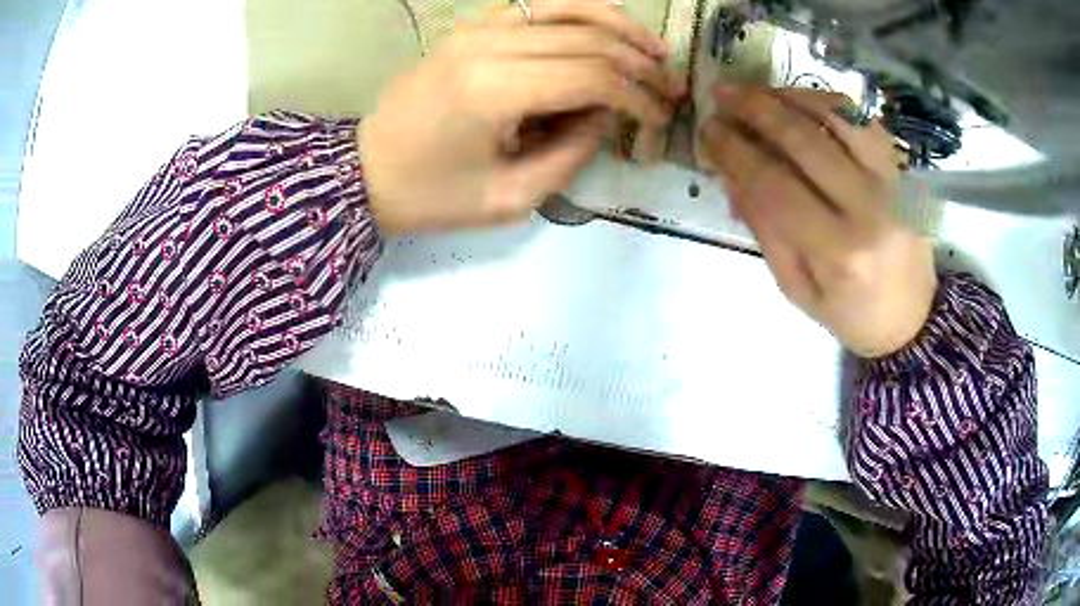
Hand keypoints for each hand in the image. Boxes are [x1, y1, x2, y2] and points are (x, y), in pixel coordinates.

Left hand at [361, 0, 682, 232]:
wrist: (366, 170)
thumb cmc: (432, 196)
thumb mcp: (510, 198)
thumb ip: (571, 153)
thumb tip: (608, 114)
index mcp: (494, 90)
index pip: (592, 76)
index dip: (637, 96)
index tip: (660, 119)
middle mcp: (489, 45)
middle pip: (588, 40)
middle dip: (640, 64)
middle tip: (671, 89)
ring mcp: (478, 28)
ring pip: (569, 8)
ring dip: (620, 26)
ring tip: (654, 50)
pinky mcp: (472, 27)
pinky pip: (539, 5)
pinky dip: (581, 10)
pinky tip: (609, 26)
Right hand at [696, 86, 936, 357]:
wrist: (913, 318)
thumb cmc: (851, 313)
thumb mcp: (798, 289)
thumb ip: (766, 230)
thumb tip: (732, 174)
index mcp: (837, 251)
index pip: (774, 184)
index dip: (735, 151)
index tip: (708, 130)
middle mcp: (868, 208)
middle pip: (804, 138)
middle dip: (755, 109)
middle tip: (722, 94)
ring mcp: (891, 182)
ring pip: (836, 116)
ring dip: (788, 94)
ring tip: (756, 91)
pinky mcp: (902, 170)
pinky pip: (863, 120)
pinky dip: (827, 101)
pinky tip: (801, 99)